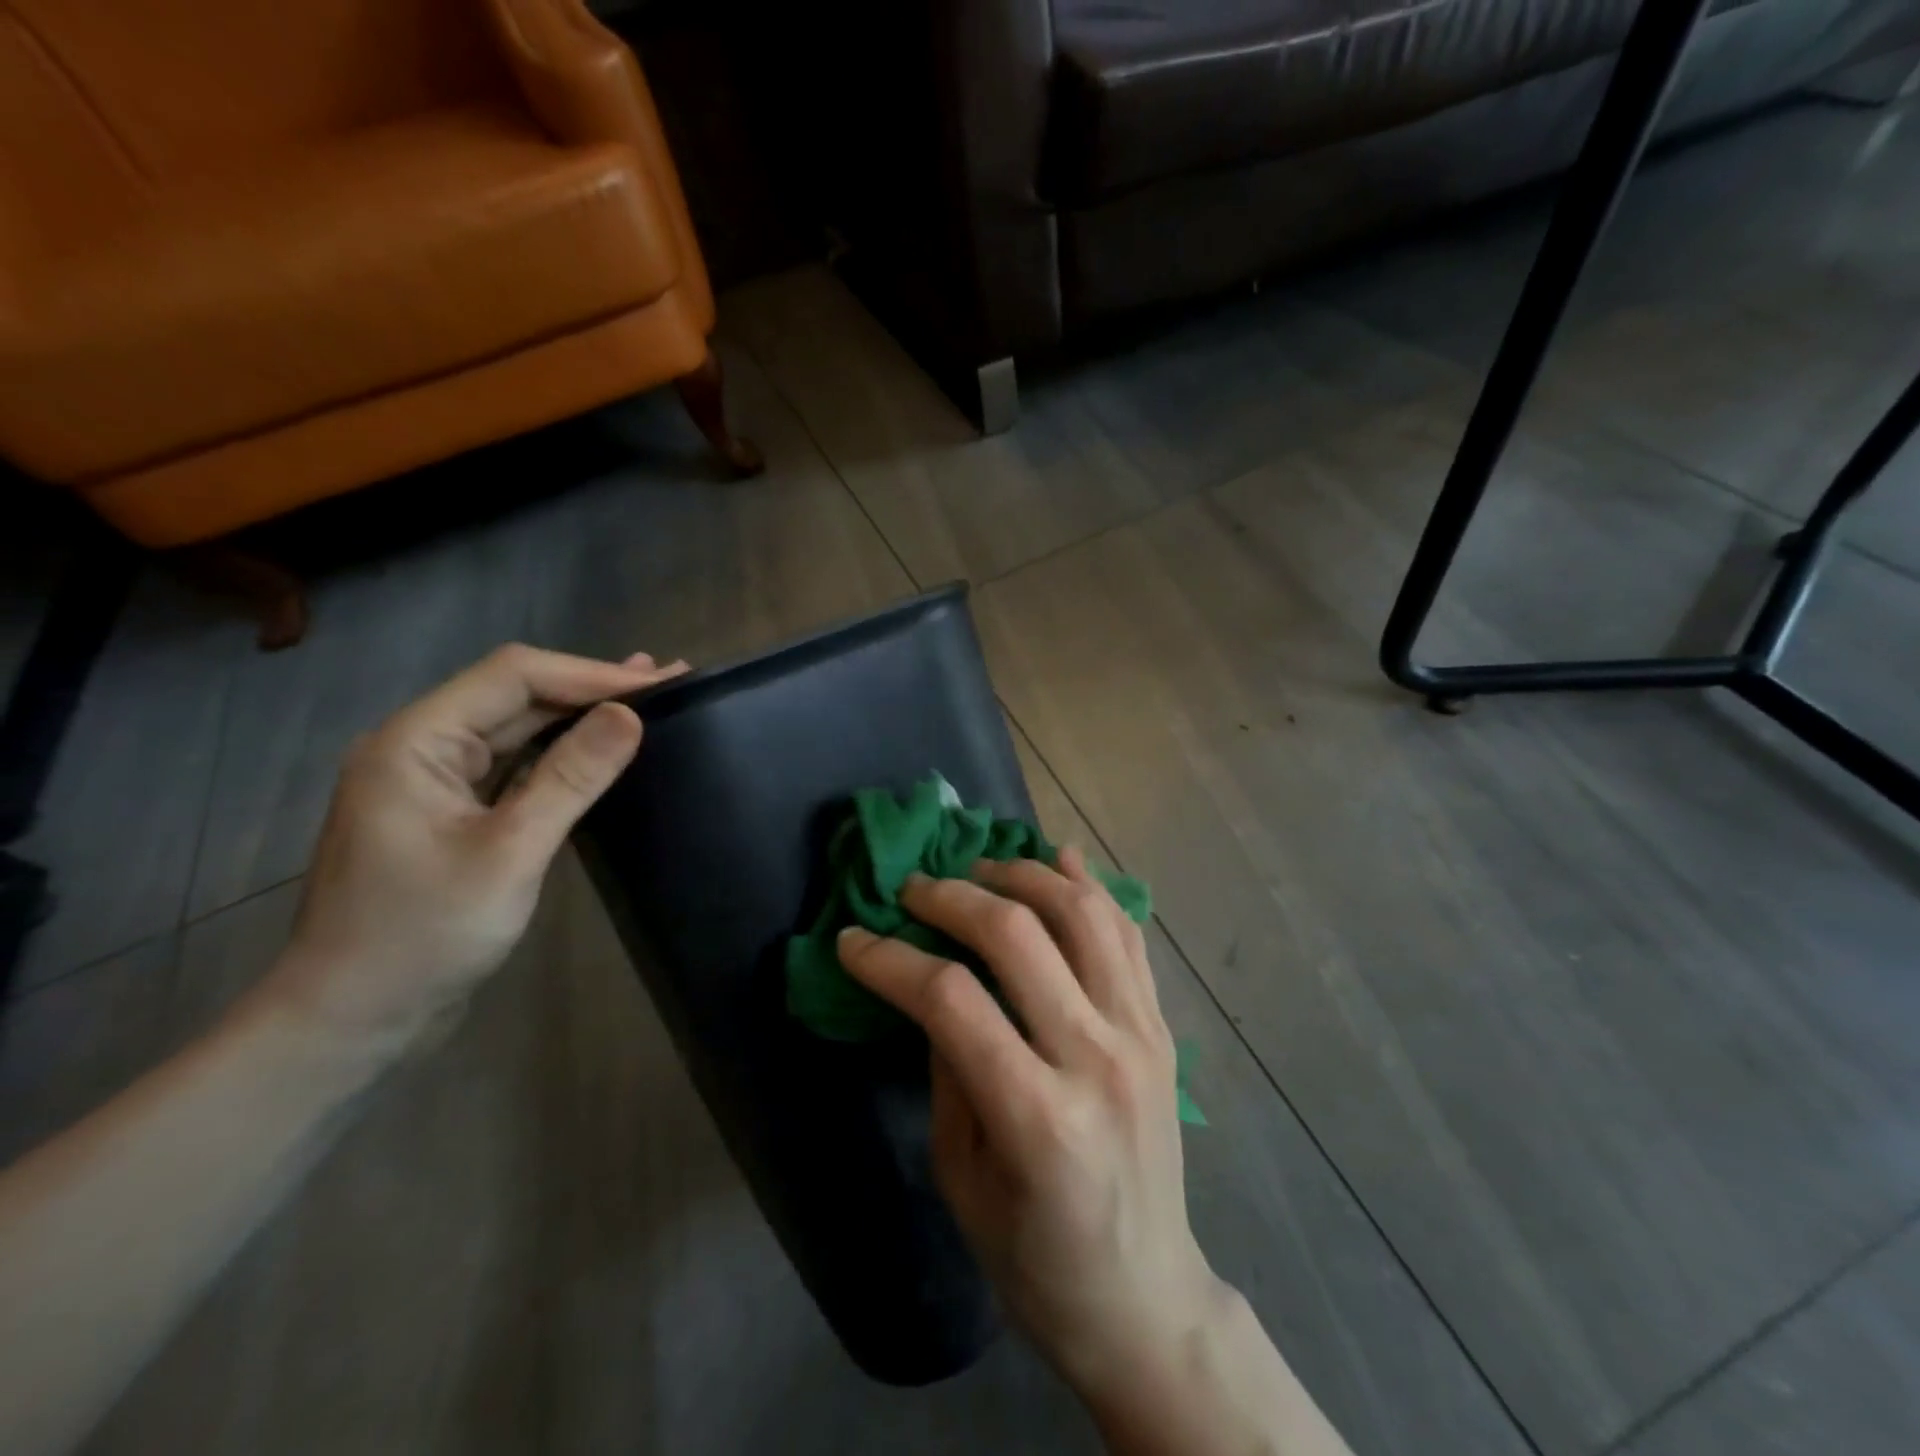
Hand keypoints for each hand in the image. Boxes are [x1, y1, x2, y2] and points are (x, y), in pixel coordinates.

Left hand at [263, 644, 685, 1057]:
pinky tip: (599, 742)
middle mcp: (419, 746)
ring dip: (581, 712)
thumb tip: (630, 715)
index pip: (514, 677)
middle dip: (592, 686)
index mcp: (415, 741)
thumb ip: (571, 777)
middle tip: (669, 680)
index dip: (591, 674)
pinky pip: (513, 763)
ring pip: (517, 726)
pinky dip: (561, 749)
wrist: (353, 1019)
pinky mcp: (452, 810)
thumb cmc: (425, 935)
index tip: (659, 683)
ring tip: (647, 696)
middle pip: (516, 694)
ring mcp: (434, 779)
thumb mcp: (511, 852)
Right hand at [836, 850, 1224, 1395]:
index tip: (852, 939)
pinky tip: (1058, 862)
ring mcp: (1142, 1035)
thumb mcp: (960, 1177)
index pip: (951, 1000)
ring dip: (1023, 876)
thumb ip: (948, 1068)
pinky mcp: (1162, 1027)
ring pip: (1082, 913)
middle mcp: (1098, 1059)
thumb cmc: (1035, 1260)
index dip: (891, 959)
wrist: (1146, 1299)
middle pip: (1017, 936)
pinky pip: (1127, 934)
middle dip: (950, 897)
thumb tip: (933, 985)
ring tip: (979, 870)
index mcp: (1037, 1117)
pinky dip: (1090, 888)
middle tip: (912, 888)